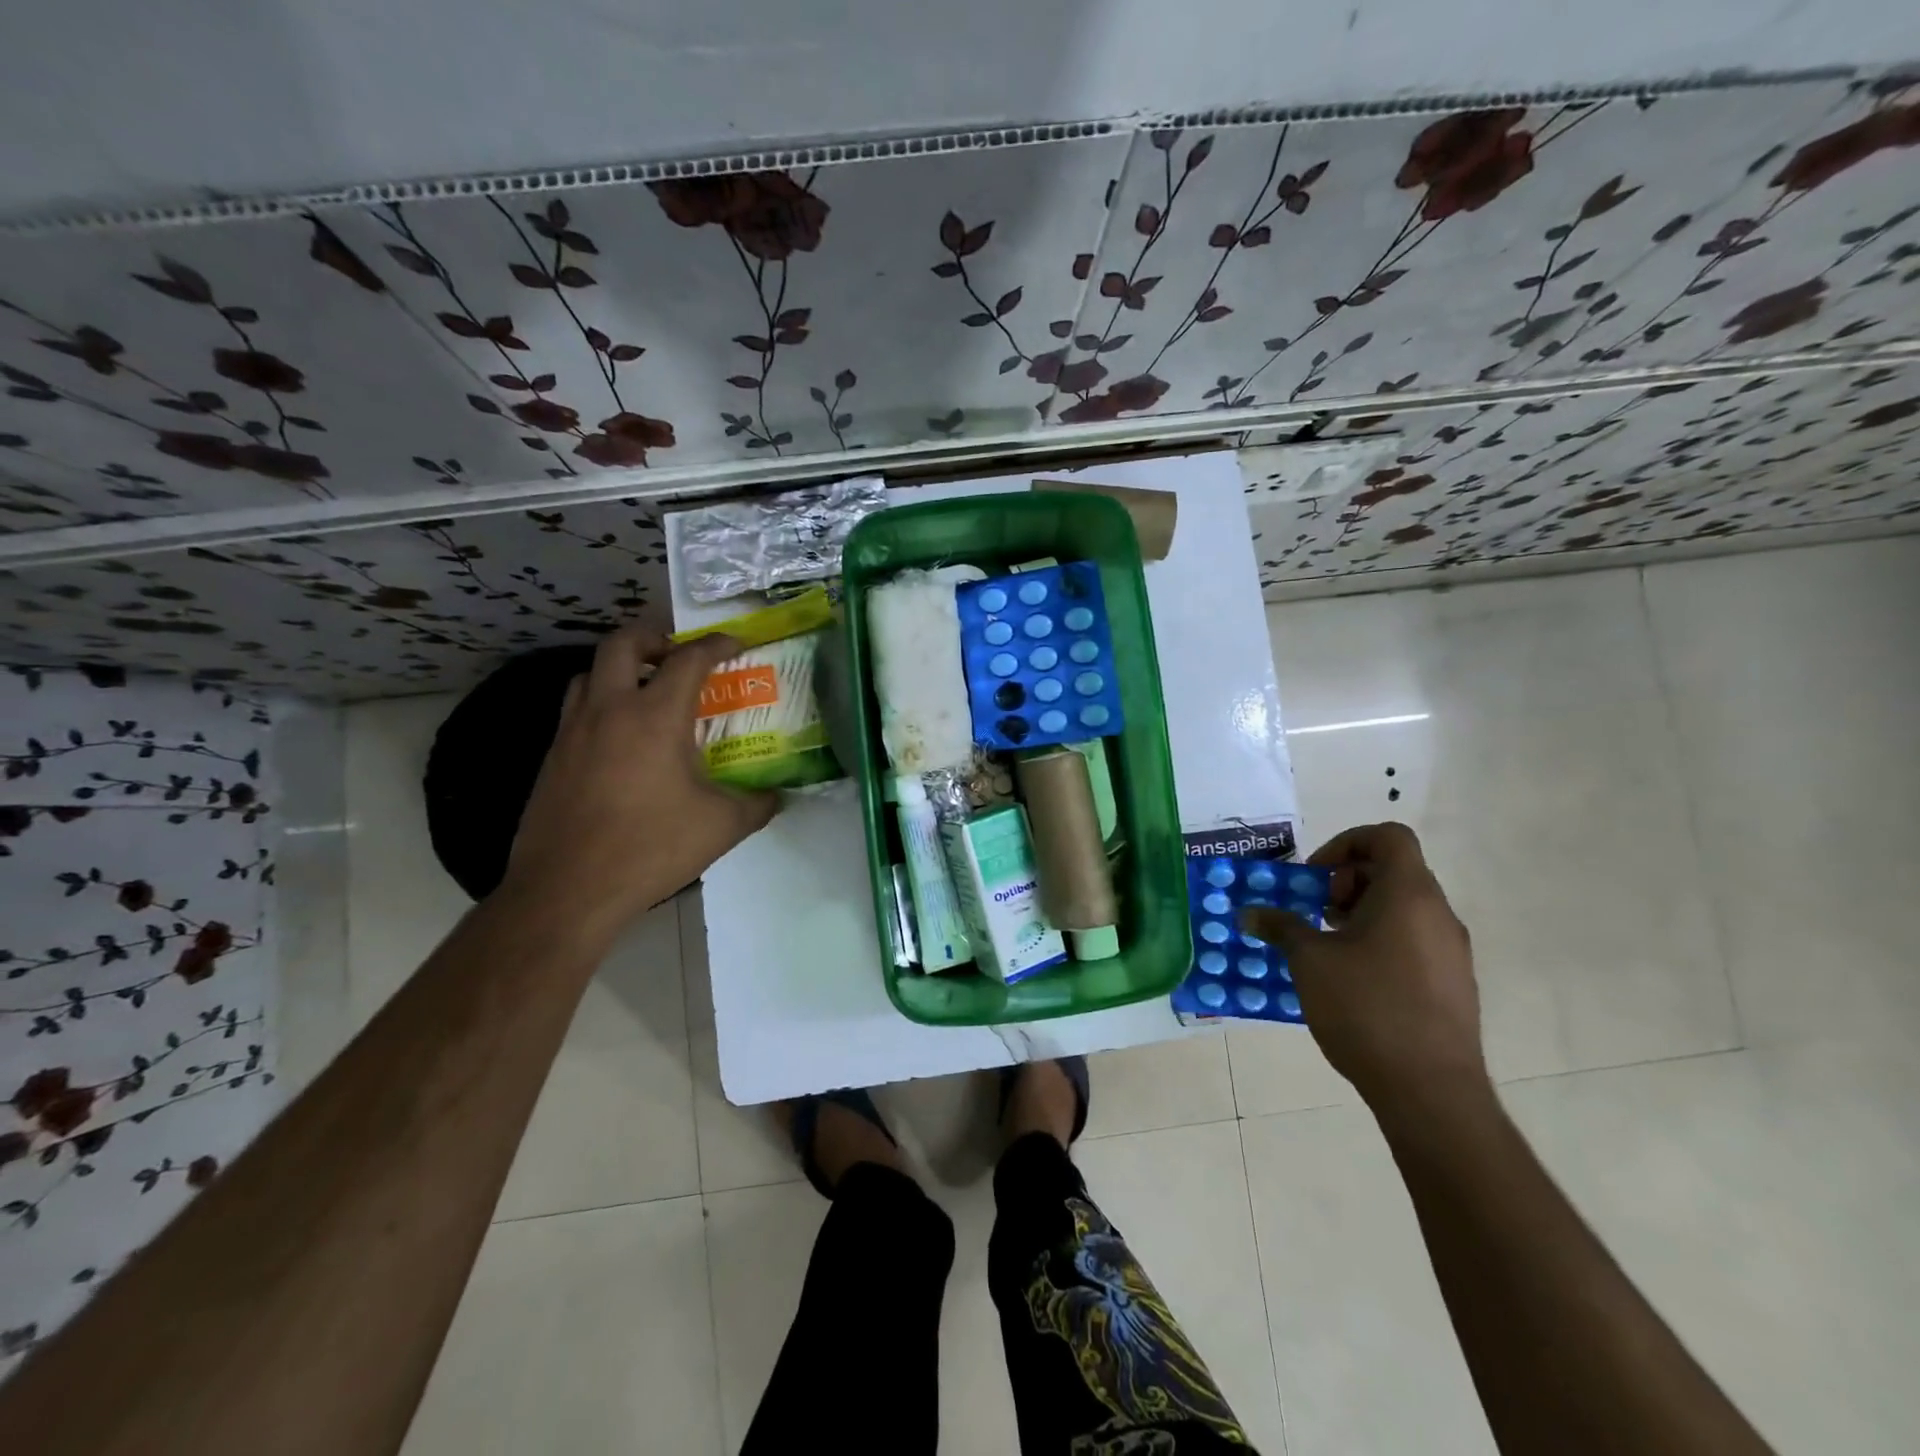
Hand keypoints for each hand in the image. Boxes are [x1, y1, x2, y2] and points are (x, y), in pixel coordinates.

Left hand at [498, 626, 778, 937]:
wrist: (568, 889)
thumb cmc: (651, 848)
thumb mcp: (722, 826)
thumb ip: (757, 804)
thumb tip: (778, 796)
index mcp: (655, 716)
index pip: (689, 659)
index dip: (716, 644)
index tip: (736, 644)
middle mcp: (609, 710)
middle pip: (623, 643)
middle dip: (654, 637)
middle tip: (678, 655)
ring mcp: (573, 731)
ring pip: (589, 673)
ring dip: (620, 668)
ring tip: (645, 690)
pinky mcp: (553, 757)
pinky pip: (576, 709)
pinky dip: (600, 703)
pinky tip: (619, 739)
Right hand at [1242, 822, 1485, 1112]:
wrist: (1431, 1091)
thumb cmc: (1367, 1008)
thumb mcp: (1309, 961)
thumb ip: (1281, 927)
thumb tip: (1251, 913)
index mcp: (1408, 895)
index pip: (1388, 837)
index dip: (1346, 844)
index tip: (1315, 878)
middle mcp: (1438, 914)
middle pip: (1393, 871)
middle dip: (1346, 882)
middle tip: (1314, 913)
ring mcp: (1451, 951)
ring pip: (1403, 908)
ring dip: (1360, 913)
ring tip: (1326, 947)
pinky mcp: (1453, 984)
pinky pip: (1413, 941)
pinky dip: (1380, 941)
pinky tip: (1351, 979)